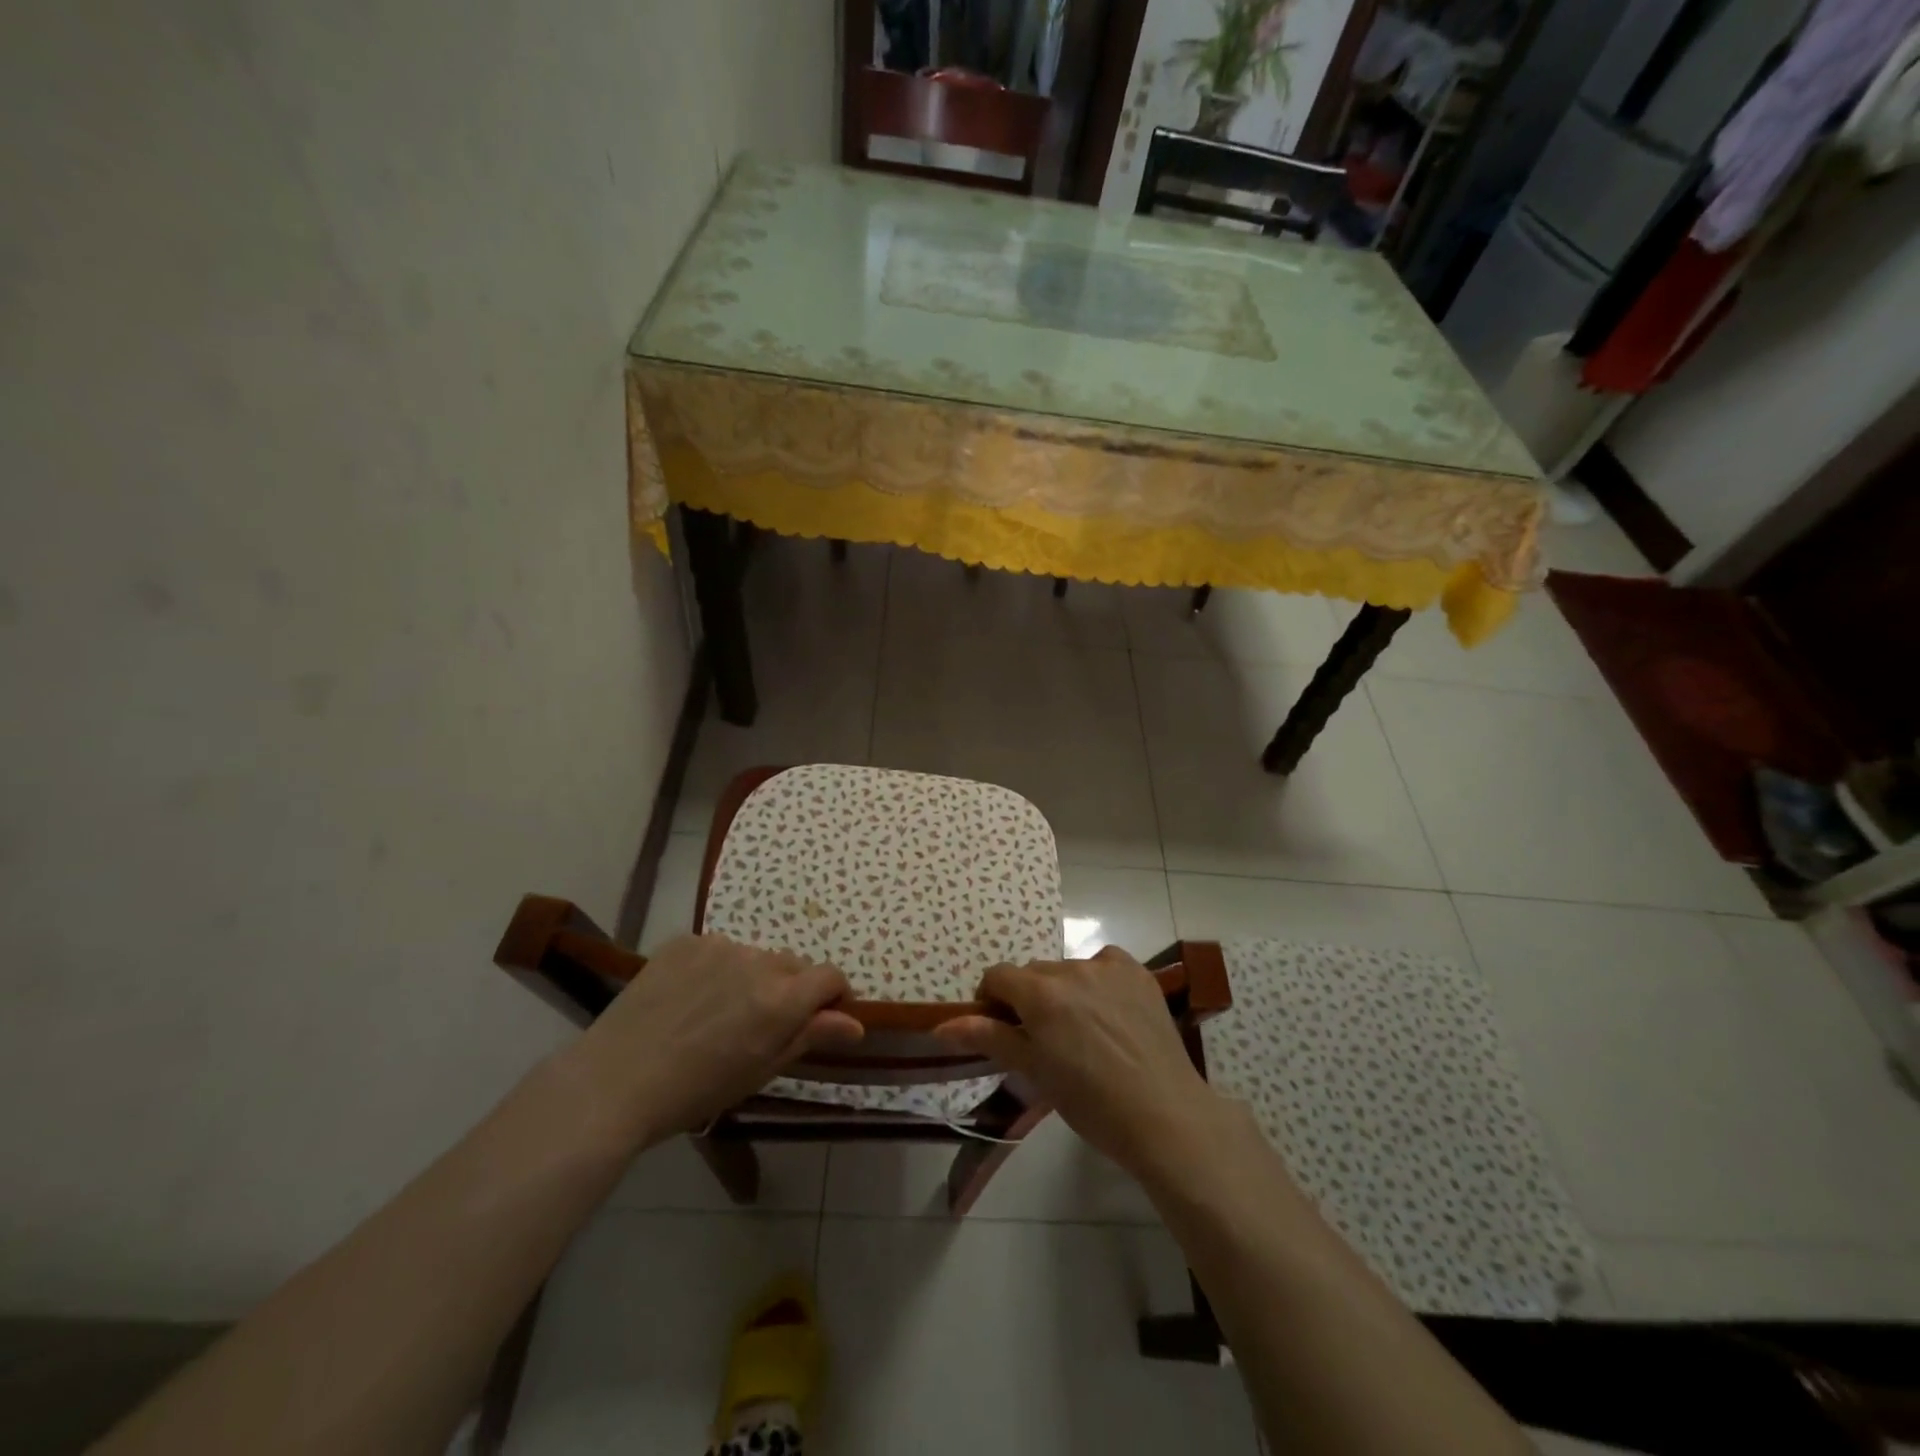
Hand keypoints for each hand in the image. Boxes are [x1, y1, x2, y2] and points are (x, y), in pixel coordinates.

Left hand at [564, 935, 862, 1145]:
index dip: (834, 995)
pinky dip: (717, 969)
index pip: (830, 976)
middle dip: (791, 989)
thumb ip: (810, 1036)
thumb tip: (856, 1022)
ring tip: (720, 1013)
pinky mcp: (685, 942)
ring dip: (753, 978)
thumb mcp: (760, 1071)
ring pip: (754, 957)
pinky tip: (691, 1000)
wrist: (615, 1081)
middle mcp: (757, 961)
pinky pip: (718, 950)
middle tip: (763, 1025)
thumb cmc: (695, 1091)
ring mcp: (718, 946)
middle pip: (793, 965)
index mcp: (781, 998)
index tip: (823, 1017)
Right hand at [934, 946, 1224, 1178]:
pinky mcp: (1137, 972)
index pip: (998, 976)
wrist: (1164, 1116)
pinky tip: (1110, 1013)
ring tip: (1084, 1032)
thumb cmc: (1091, 1104)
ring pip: (1068, 970)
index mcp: (1040, 994)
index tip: (1003, 1029)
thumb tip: (941, 1025)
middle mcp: (1071, 969)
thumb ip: (989, 1038)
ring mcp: (1108, 967)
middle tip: (1045, 1039)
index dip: (993, 1001)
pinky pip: (1104, 964)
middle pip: (1034, 973)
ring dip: (1064, 991)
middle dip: (1030, 998)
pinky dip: (1098, 981)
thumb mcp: (1034, 1072)